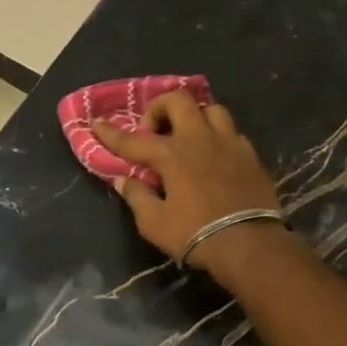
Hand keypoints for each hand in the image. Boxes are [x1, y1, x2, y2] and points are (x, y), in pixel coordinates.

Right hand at [93, 93, 282, 274]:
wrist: (250, 244)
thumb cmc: (195, 234)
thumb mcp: (154, 223)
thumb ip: (137, 197)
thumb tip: (125, 180)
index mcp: (171, 154)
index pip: (133, 140)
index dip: (111, 133)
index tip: (96, 123)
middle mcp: (199, 139)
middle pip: (178, 101)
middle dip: (159, 108)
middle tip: (152, 131)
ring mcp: (229, 143)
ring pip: (211, 109)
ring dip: (194, 116)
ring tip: (186, 136)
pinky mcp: (250, 155)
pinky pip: (231, 132)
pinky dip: (216, 136)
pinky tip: (213, 154)